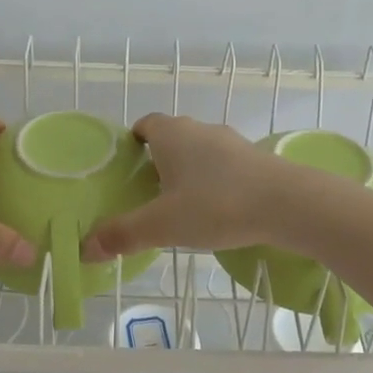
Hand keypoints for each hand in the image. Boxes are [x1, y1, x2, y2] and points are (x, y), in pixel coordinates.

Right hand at [80, 114, 294, 260]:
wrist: (287, 203)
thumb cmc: (216, 205)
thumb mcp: (163, 225)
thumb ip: (123, 234)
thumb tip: (85, 249)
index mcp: (171, 134)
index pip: (145, 124)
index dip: (134, 140)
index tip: (127, 166)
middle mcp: (200, 129)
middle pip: (172, 136)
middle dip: (159, 159)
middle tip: (148, 192)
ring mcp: (231, 141)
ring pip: (200, 150)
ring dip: (190, 170)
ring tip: (183, 204)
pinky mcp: (256, 158)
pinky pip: (225, 164)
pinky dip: (216, 180)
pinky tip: (218, 208)